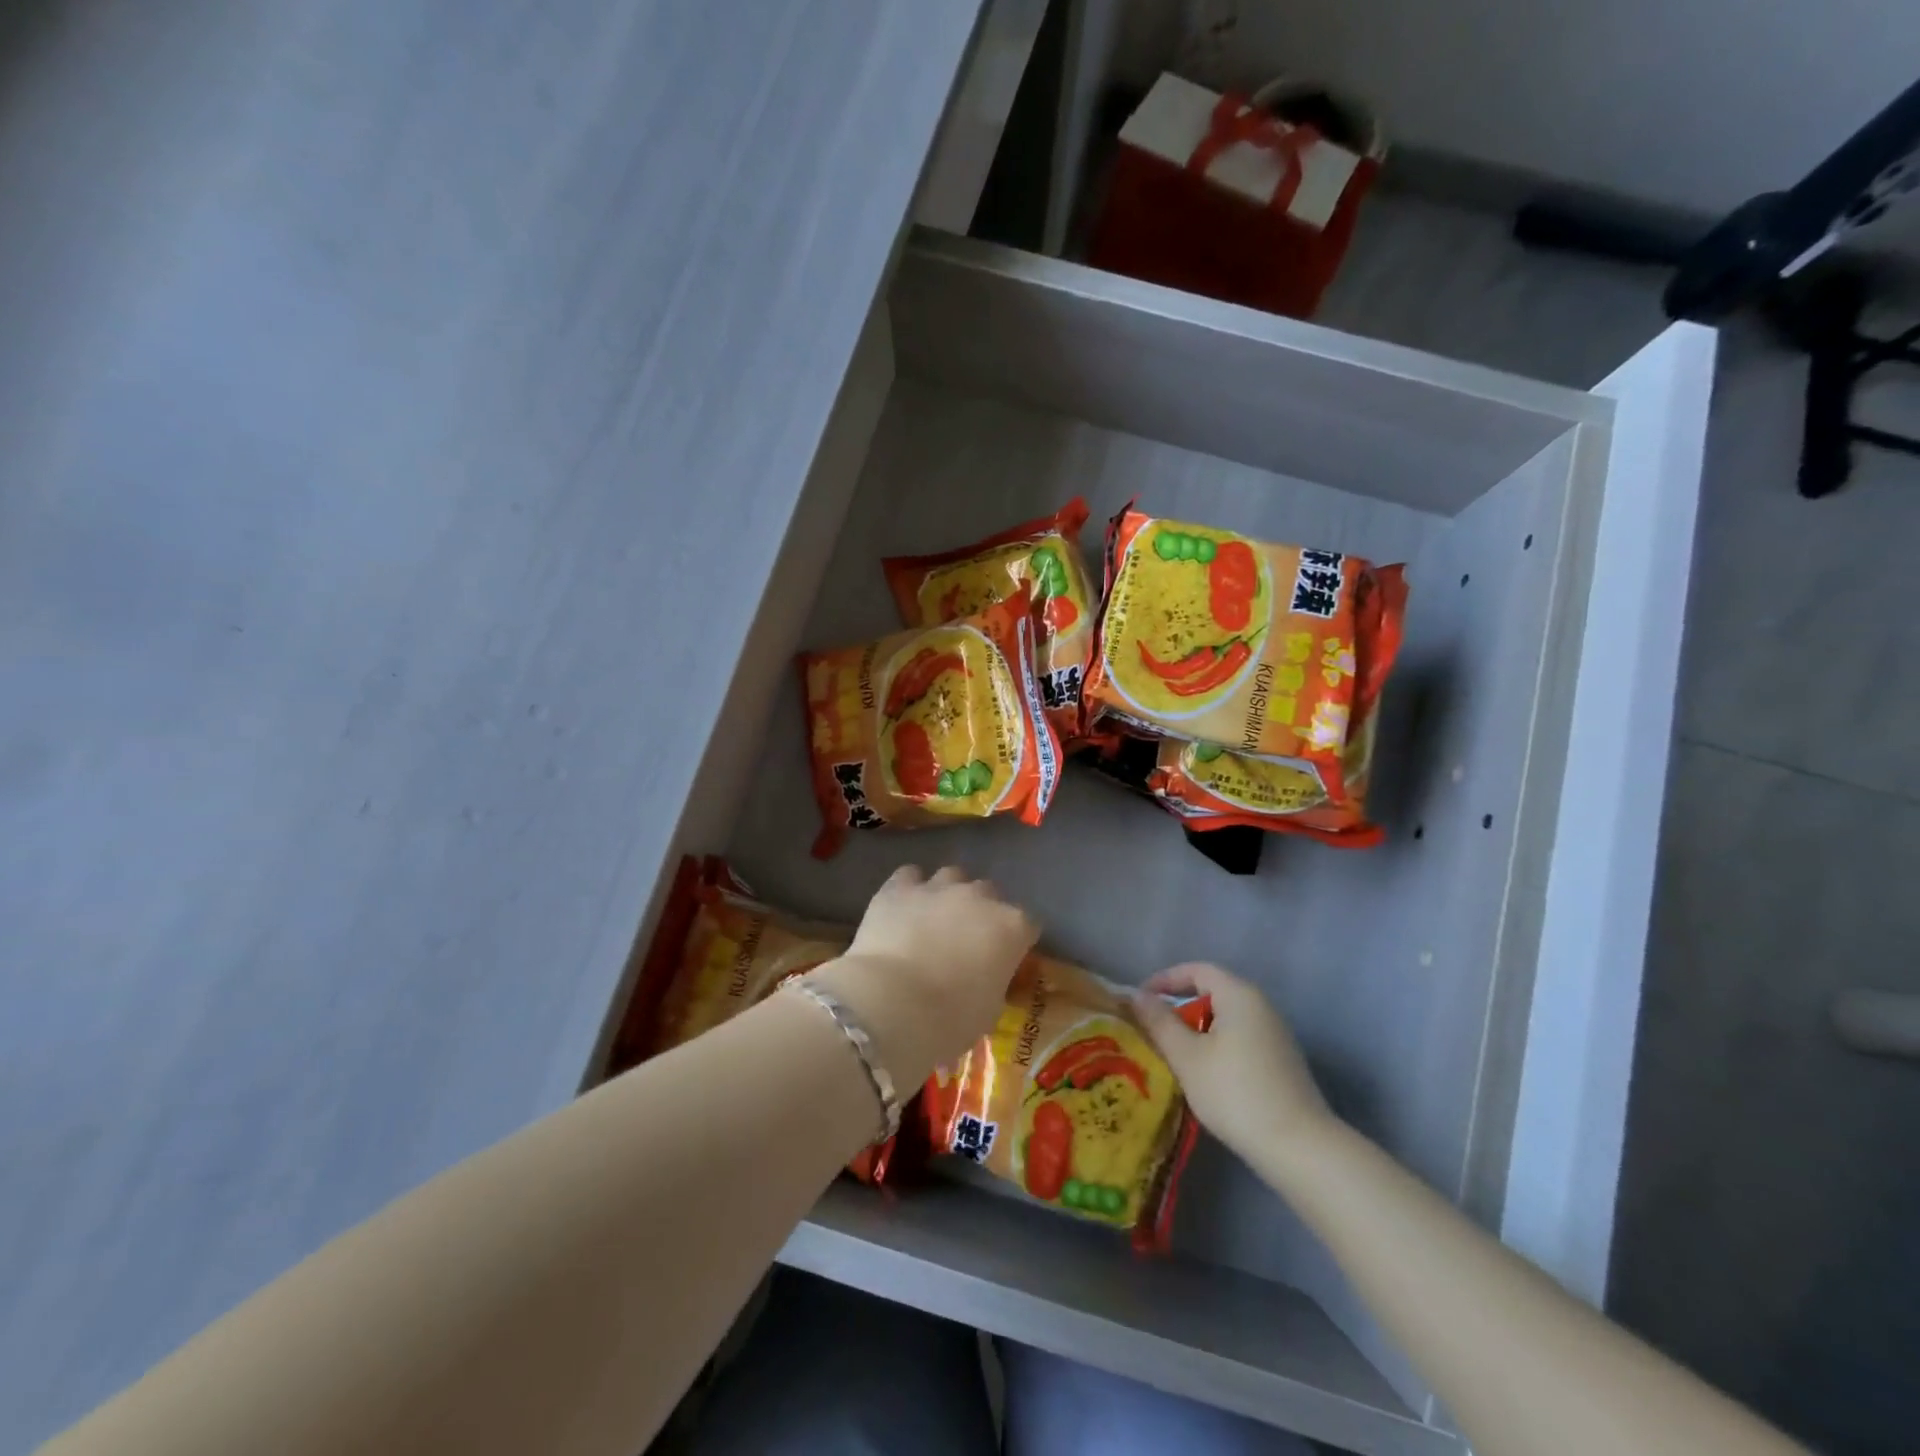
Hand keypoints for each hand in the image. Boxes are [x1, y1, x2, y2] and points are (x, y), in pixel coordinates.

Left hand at [806, 865, 1037, 1090]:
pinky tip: (902, 907)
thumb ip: (994, 983)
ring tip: (933, 920)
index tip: (1005, 961)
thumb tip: (984, 980)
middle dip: (982, 913)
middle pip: (990, 894)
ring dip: (948, 894)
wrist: (892, 1004)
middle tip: (966, 942)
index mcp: (1012, 928)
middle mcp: (980, 897)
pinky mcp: (899, 887)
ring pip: (952, 876)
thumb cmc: (950, 1020)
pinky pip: (910, 876)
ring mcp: (938, 887)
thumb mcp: (989, 1011)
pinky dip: (909, 889)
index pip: (1028, 925)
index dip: (1016, 942)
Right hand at [1132, 962, 1333, 1168]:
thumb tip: (1138, 996)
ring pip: (1226, 1018)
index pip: (1197, 970)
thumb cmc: (1234, 1092)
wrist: (1298, 1147)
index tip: (1140, 999)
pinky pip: (1240, 1038)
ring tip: (1173, 1053)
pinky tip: (1205, 1074)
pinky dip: (1216, 1045)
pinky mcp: (1282, 1061)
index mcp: (1239, 995)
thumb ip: (1160, 1022)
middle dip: (1180, 1007)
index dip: (1166, 979)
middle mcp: (1261, 1006)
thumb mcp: (1186, 1056)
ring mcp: (1275, 1034)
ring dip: (1197, 1029)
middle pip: (1213, 992)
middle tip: (1153, 1028)